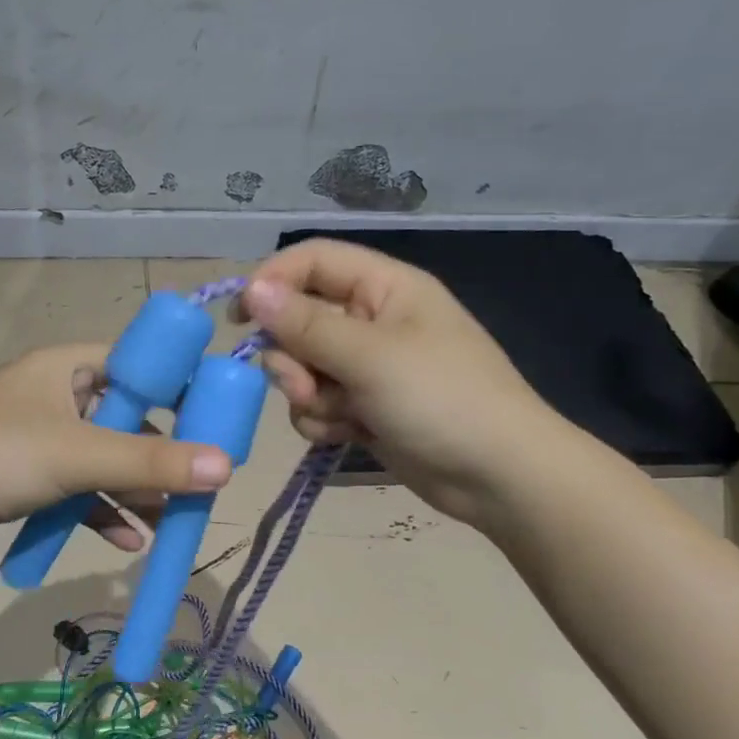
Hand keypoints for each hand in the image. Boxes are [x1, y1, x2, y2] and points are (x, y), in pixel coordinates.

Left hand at [0, 343, 233, 561]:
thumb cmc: (1, 456)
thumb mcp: (83, 456)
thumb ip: (154, 463)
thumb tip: (227, 468)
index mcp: (65, 367)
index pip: (134, 363)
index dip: (174, 387)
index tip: (210, 420)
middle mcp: (52, 395)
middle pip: (122, 419)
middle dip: (156, 456)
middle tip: (195, 481)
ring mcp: (35, 438)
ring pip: (99, 460)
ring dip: (132, 491)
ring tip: (169, 521)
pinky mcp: (22, 477)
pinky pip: (74, 489)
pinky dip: (99, 511)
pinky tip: (128, 542)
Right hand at [236, 239, 563, 524]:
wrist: (497, 477)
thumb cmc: (442, 400)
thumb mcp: (371, 356)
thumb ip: (306, 324)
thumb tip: (252, 290)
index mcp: (384, 287)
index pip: (312, 262)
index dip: (272, 282)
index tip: (240, 318)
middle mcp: (372, 320)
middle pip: (299, 320)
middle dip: (293, 358)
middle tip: (305, 386)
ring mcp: (368, 366)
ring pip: (303, 367)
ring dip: (309, 395)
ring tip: (341, 416)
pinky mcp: (364, 406)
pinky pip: (318, 403)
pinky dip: (325, 420)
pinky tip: (349, 435)